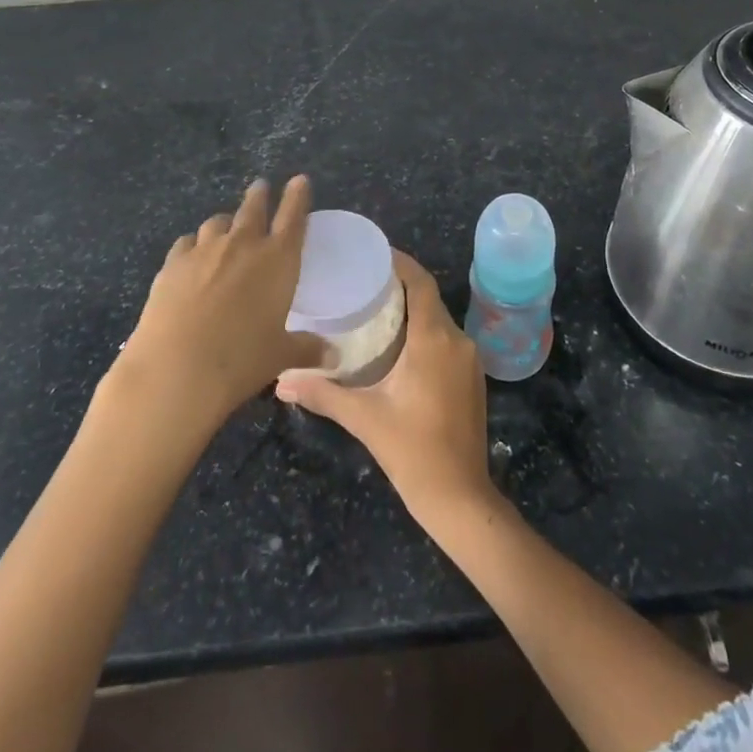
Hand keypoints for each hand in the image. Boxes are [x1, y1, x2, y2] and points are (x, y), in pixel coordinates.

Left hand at [116, 176, 325, 435]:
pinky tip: (191, 253)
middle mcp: (243, 245)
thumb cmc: (241, 360)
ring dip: (226, 221)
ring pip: (218, 222)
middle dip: (259, 195)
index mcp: (278, 260)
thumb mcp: (280, 356)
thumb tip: (334, 358)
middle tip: (260, 186)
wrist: (176, 369)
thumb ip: (306, 349)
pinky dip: (194, 244)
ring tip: (226, 225)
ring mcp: (205, 250)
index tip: (299, 179)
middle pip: (253, 208)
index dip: (297, 196)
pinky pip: (186, 242)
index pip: (293, 217)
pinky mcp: (172, 263)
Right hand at [276, 251, 495, 531]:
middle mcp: (457, 340)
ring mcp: (469, 360)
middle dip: (399, 286)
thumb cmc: (412, 450)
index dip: (399, 262)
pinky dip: (424, 332)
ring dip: (412, 310)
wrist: (460, 497)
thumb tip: (280, 382)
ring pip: (438, 320)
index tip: (372, 254)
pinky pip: (446, 340)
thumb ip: (322, 393)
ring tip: (375, 309)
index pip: (420, 282)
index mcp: (434, 339)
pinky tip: (399, 345)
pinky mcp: (472, 378)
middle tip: (363, 282)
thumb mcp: (363, 417)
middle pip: (428, 298)